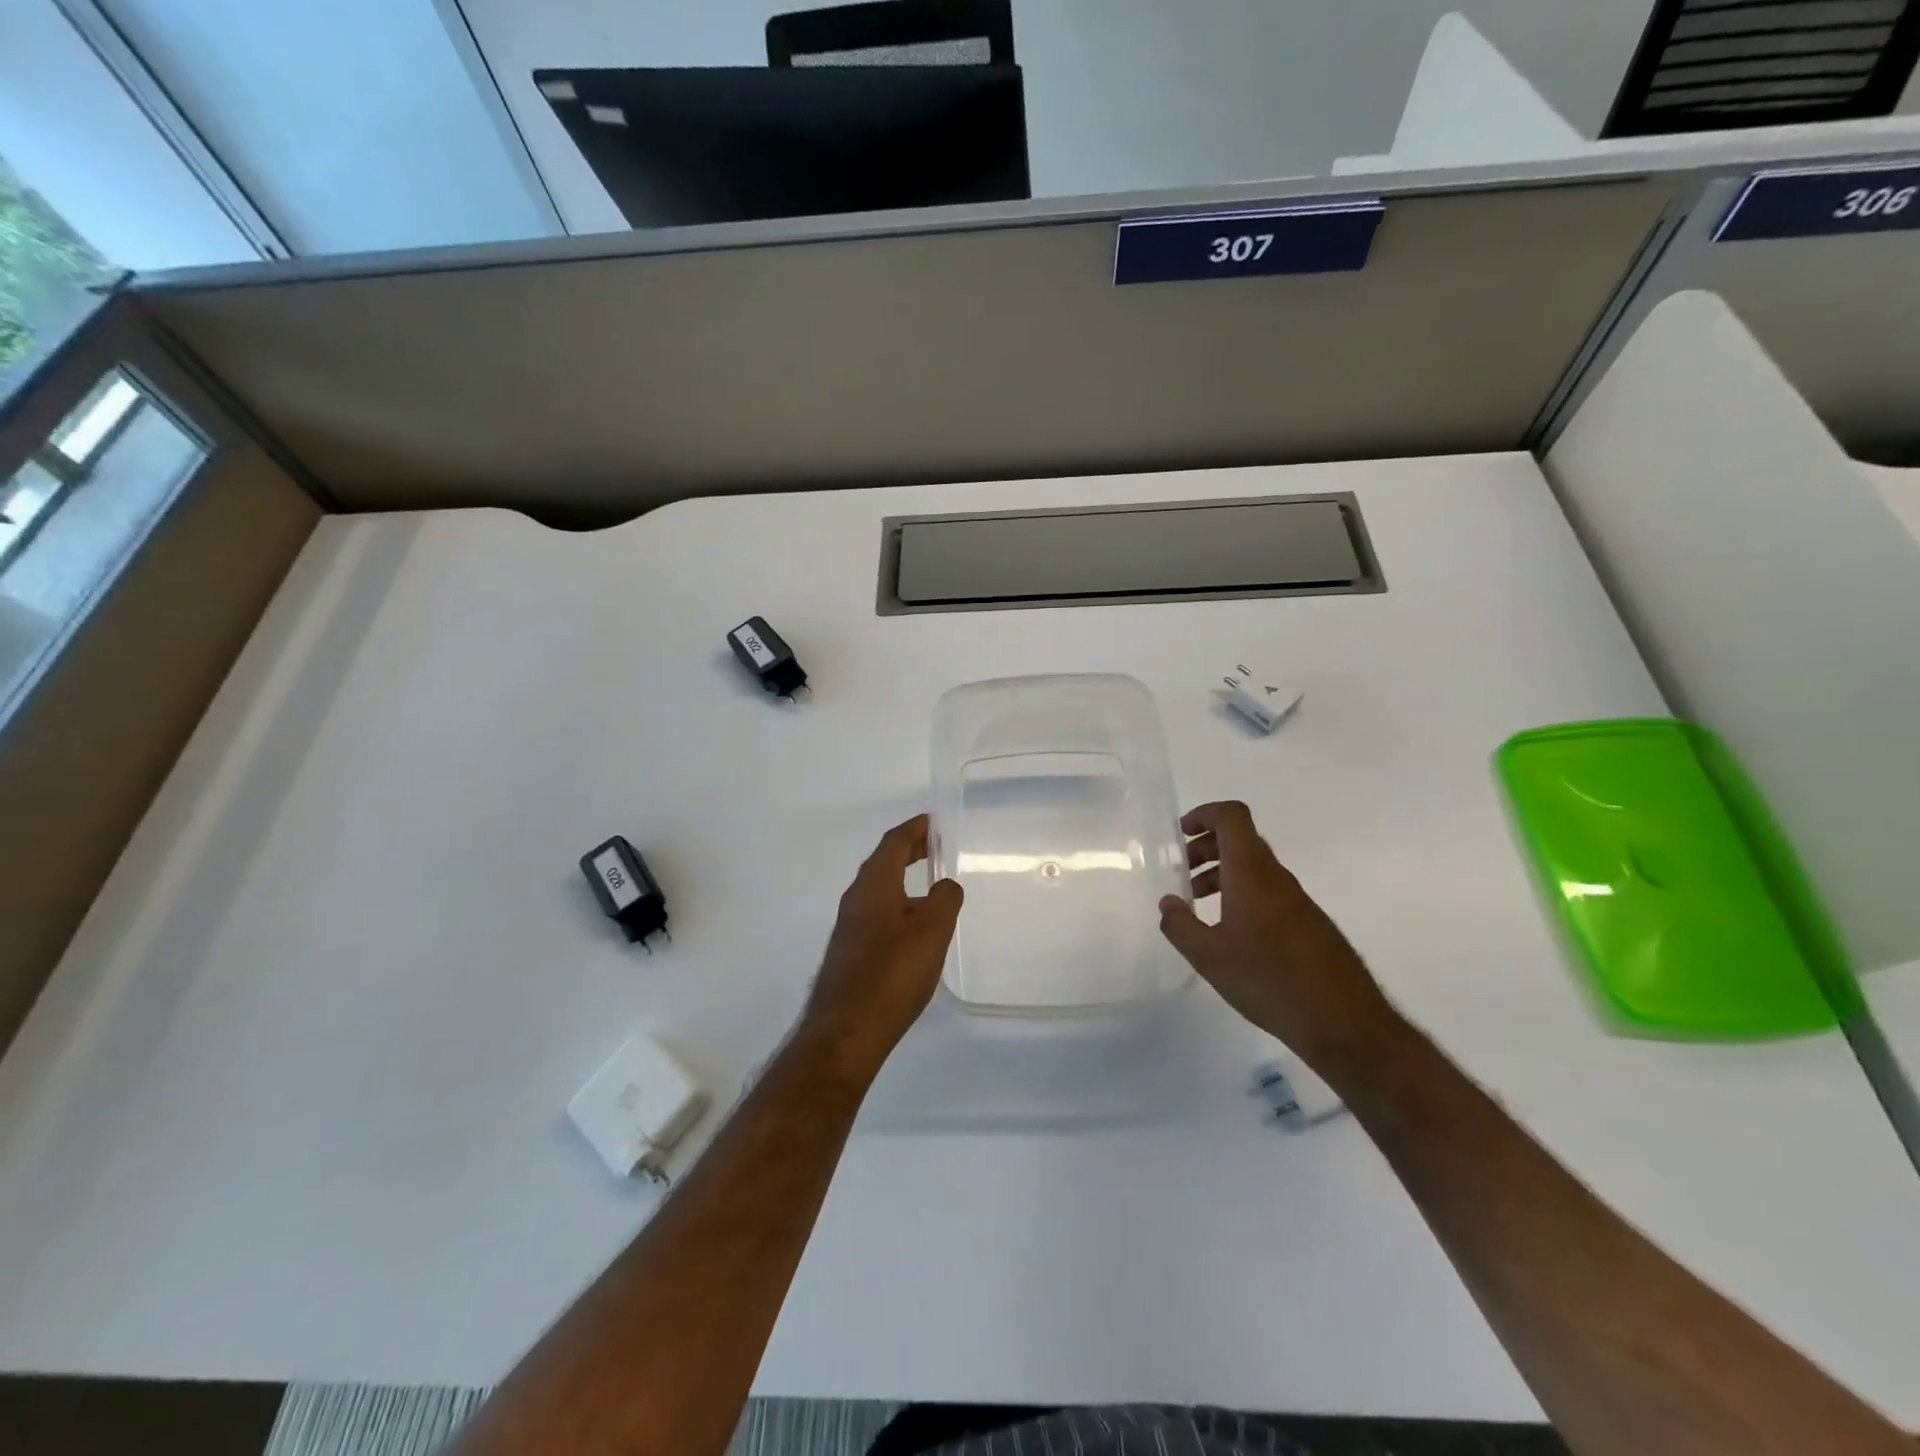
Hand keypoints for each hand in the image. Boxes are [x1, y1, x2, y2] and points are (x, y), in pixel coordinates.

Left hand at [802, 814, 963, 1078]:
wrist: (847, 1031)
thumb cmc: (892, 974)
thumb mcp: (932, 931)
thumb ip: (945, 899)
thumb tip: (944, 885)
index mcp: (874, 884)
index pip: (893, 843)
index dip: (914, 829)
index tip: (933, 822)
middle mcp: (856, 898)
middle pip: (883, 862)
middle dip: (908, 850)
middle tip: (933, 846)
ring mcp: (849, 926)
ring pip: (878, 888)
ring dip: (902, 878)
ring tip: (928, 882)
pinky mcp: (850, 951)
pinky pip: (876, 911)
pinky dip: (896, 902)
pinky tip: (912, 925)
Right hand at [1159, 801, 1398, 1075]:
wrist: (1344, 1023)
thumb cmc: (1269, 981)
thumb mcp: (1209, 957)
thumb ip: (1180, 926)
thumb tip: (1168, 902)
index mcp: (1251, 874)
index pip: (1232, 817)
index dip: (1204, 814)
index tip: (1180, 835)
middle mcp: (1276, 877)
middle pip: (1241, 839)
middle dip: (1206, 847)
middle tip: (1181, 871)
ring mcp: (1297, 900)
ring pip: (1254, 868)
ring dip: (1222, 873)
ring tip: (1198, 904)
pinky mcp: (1309, 924)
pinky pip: (1268, 891)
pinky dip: (1241, 895)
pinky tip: (1230, 933)